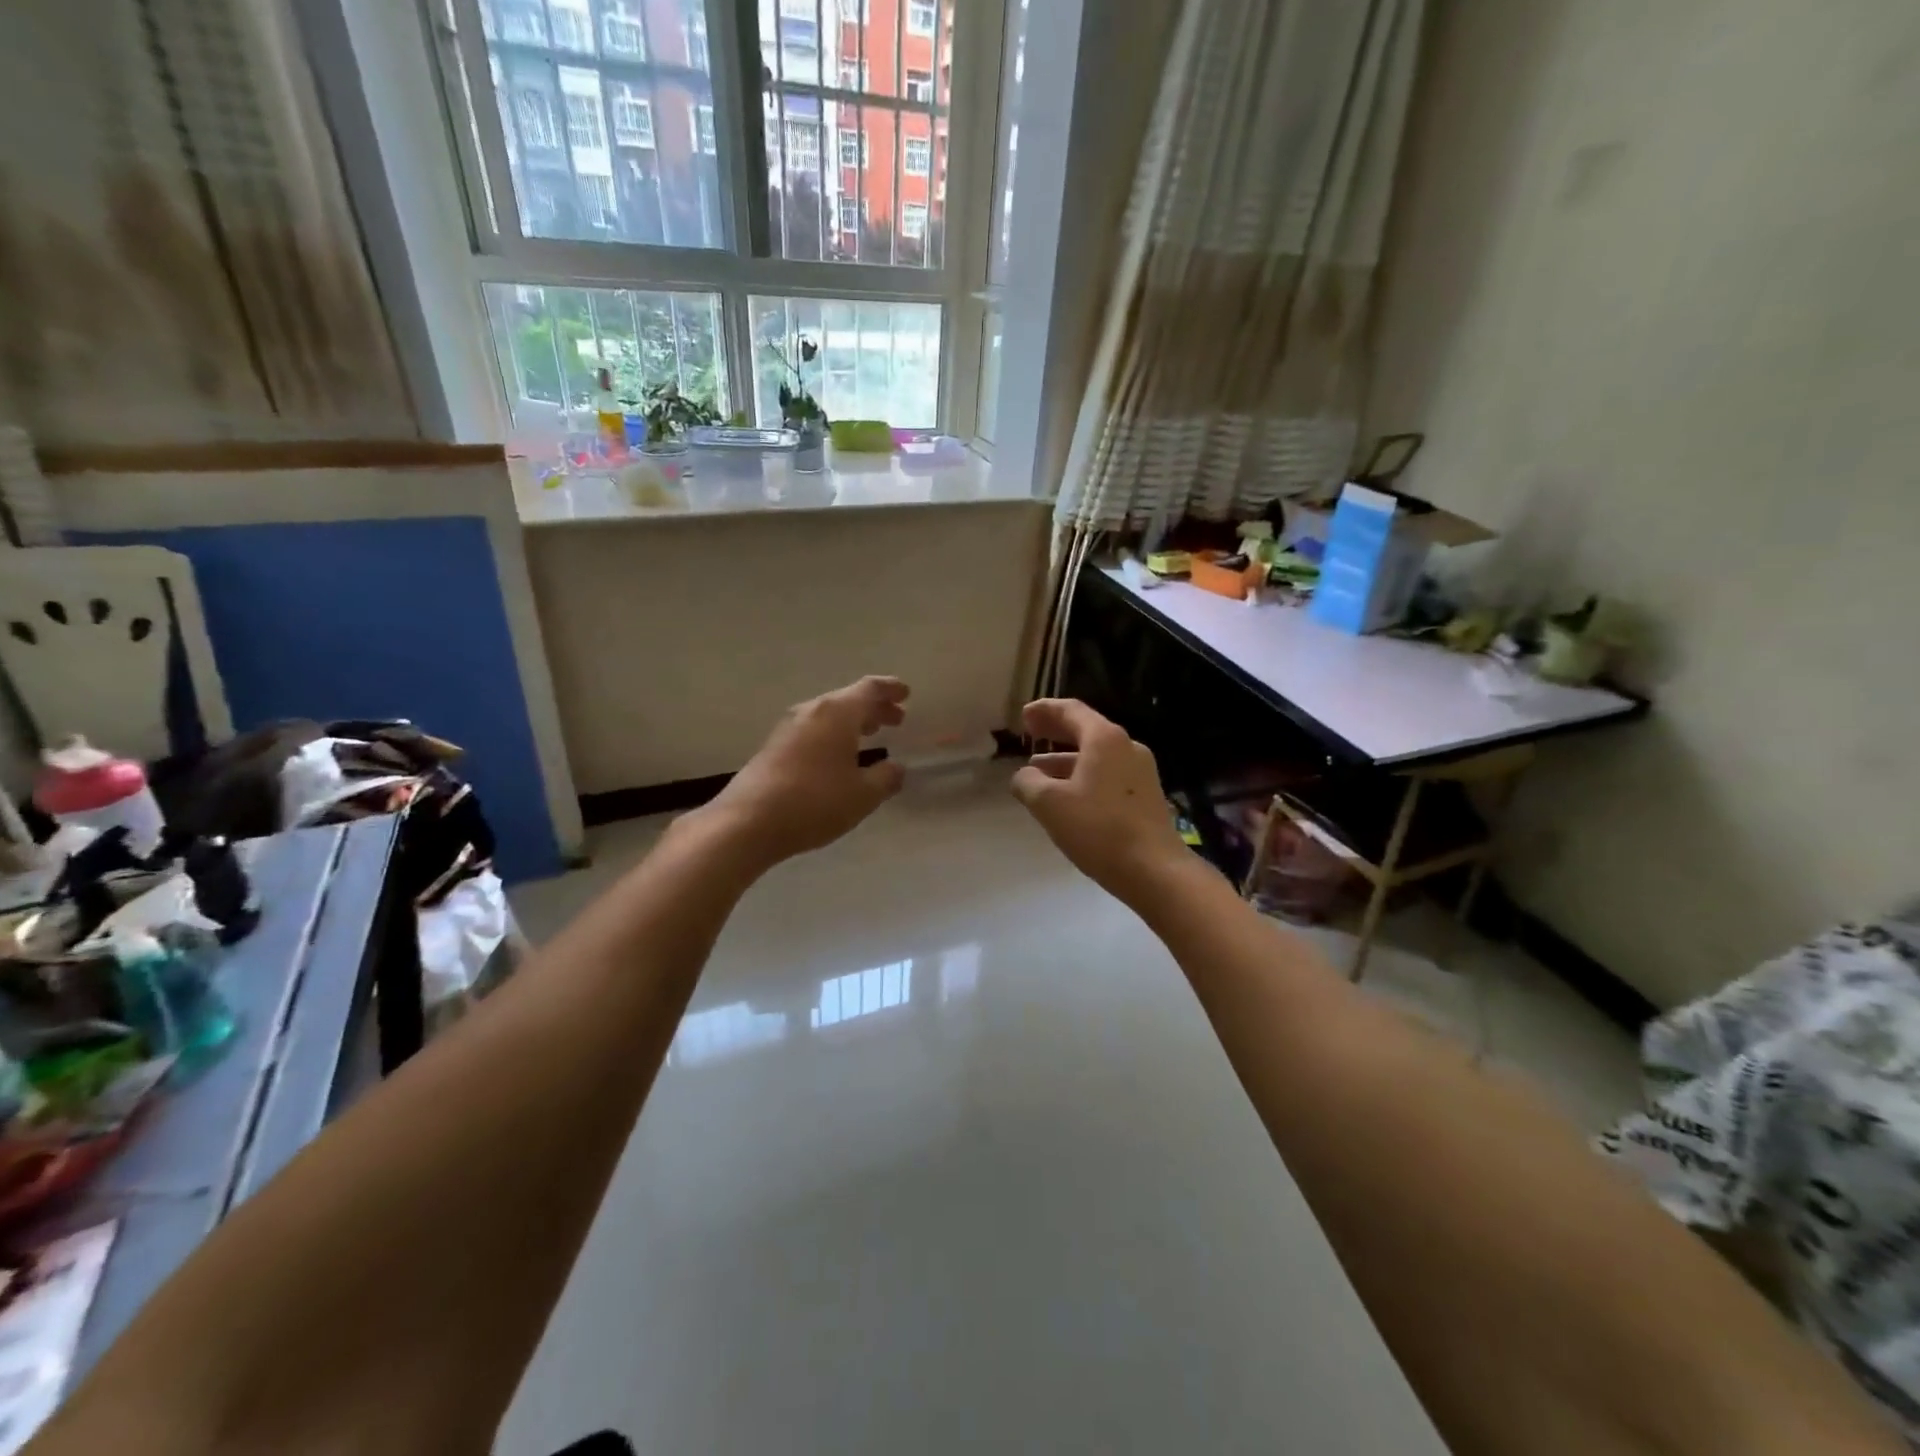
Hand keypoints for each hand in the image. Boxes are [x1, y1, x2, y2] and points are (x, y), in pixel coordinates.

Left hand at [701, 676, 909, 867]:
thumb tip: (897, 767)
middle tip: (896, 719)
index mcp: (838, 713)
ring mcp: (788, 728)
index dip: (890, 689)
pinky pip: (813, 731)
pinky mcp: (774, 747)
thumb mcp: (863, 795)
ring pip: (829, 715)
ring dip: (853, 722)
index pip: (869, 689)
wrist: (747, 822)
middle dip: (874, 708)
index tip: (906, 693)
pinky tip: (838, 756)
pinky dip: (834, 735)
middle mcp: (812, 711)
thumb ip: (886, 778)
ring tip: (871, 734)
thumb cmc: (814, 802)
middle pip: (848, 700)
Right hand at [1010, 699, 1191, 901]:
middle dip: (1056, 731)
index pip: (1071, 711)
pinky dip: (1083, 776)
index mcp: (1105, 739)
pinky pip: (1108, 774)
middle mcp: (1127, 747)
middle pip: (1086, 730)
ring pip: (1096, 756)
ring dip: (1066, 759)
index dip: (1045, 710)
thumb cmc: (1099, 829)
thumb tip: (1024, 776)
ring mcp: (1140, 772)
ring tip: (1038, 771)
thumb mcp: (1049, 804)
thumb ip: (1029, 782)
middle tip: (1031, 733)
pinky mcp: (1145, 796)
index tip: (1024, 716)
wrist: (1154, 870)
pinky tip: (1067, 796)